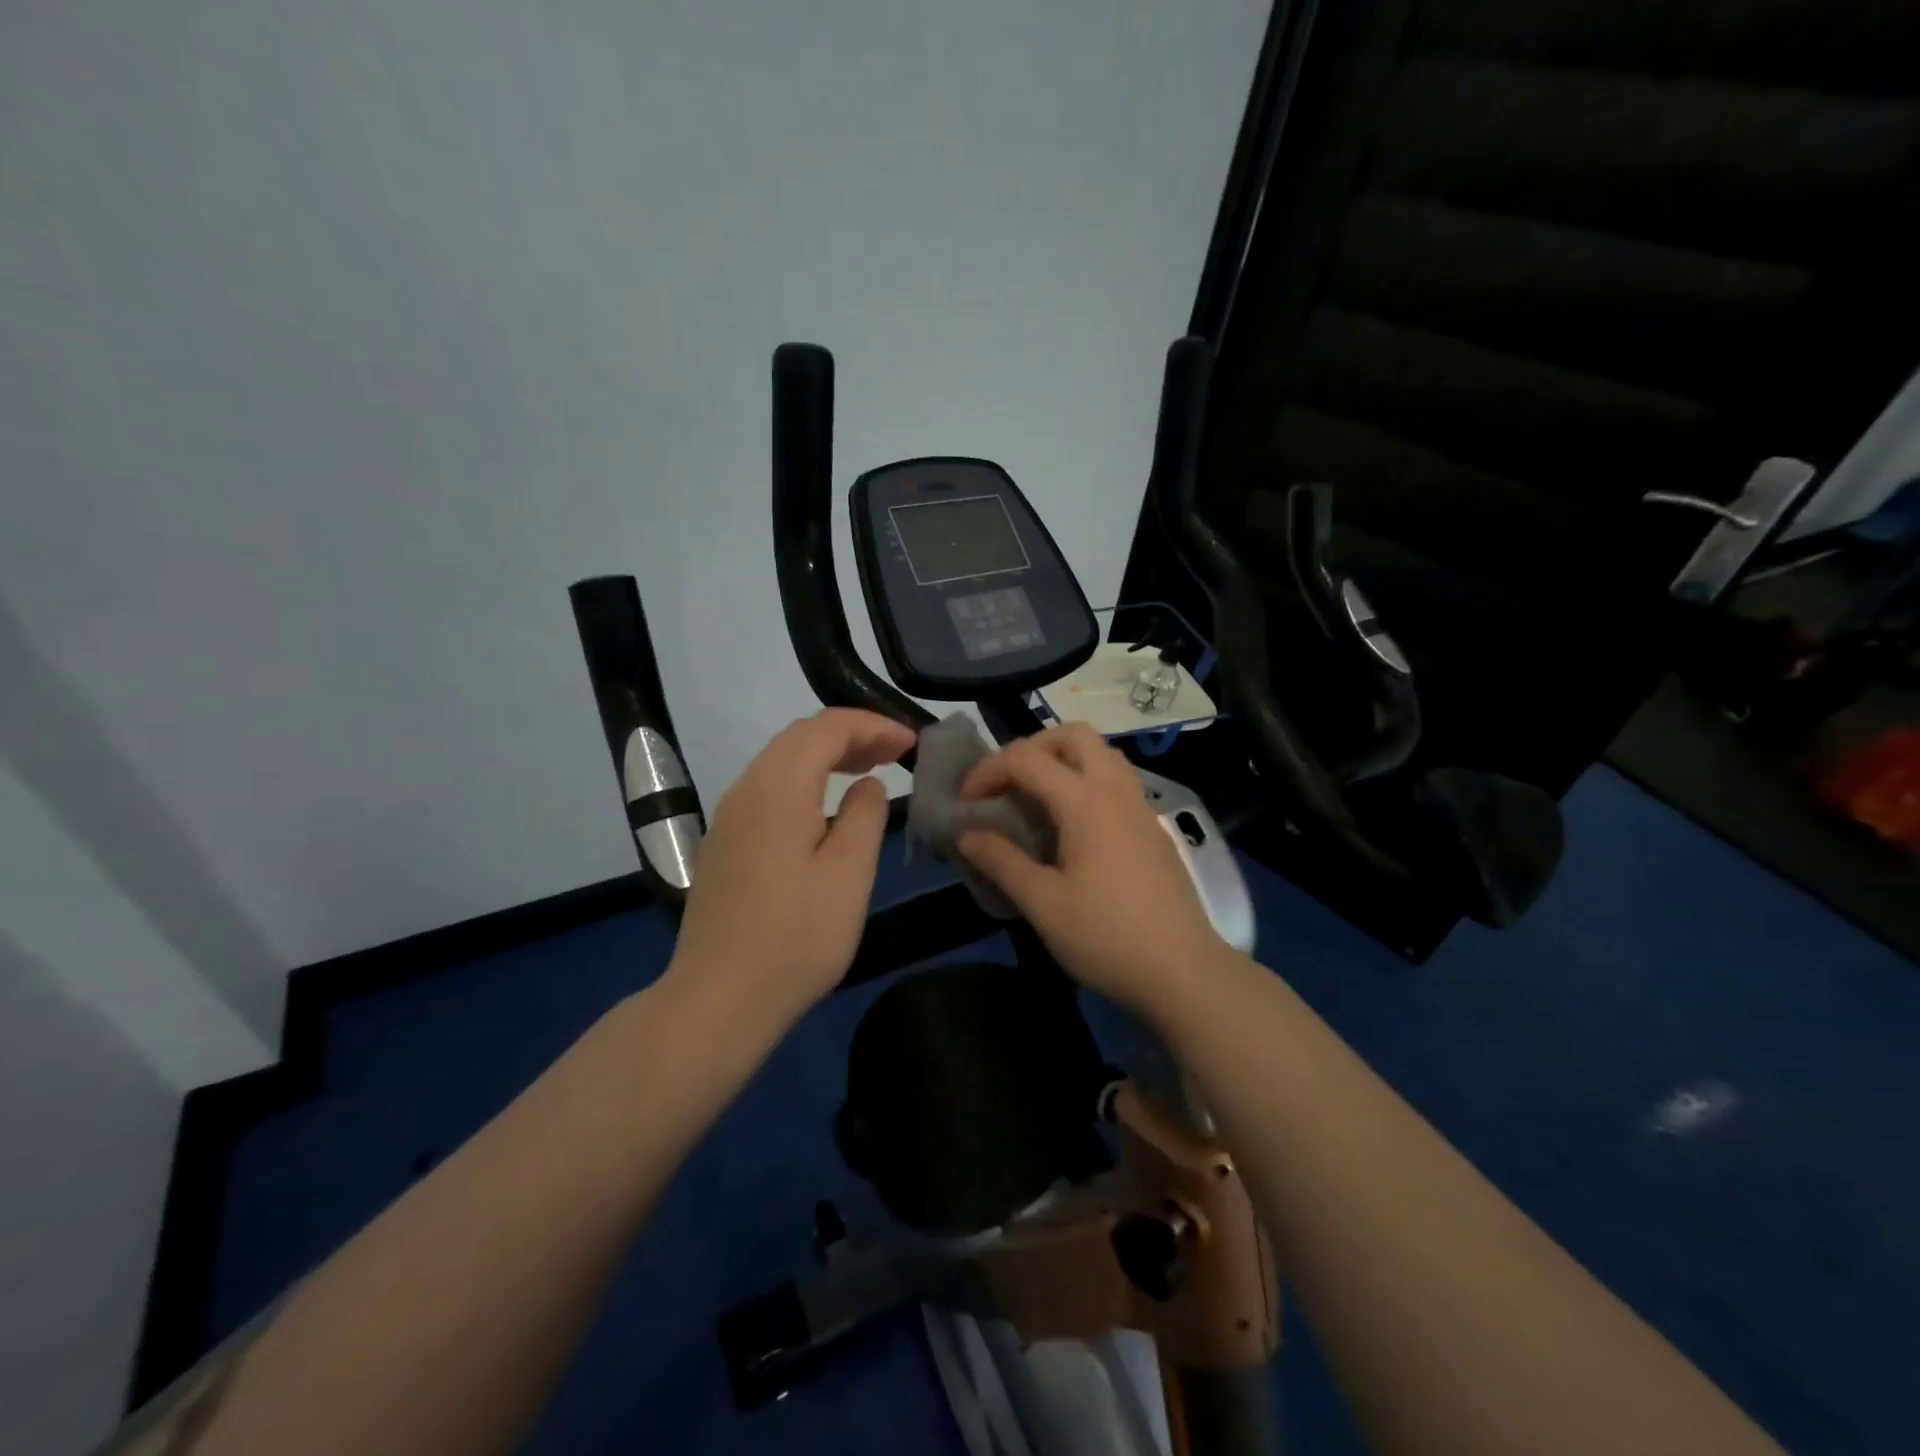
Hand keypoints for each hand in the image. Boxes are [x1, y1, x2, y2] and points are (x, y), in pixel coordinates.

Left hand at [667, 708, 915, 1028]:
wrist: (718, 999)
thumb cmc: (796, 938)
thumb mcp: (849, 874)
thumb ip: (864, 816)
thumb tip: (866, 784)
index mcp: (778, 788)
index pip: (827, 727)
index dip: (873, 725)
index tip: (911, 743)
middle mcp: (746, 789)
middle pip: (800, 736)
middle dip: (851, 734)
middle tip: (895, 753)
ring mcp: (729, 816)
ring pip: (780, 761)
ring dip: (826, 756)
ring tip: (868, 772)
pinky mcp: (724, 843)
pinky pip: (768, 789)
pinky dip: (804, 780)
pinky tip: (825, 809)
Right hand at [957, 724, 1228, 1015]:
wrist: (1183, 971)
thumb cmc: (1106, 936)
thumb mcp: (1043, 903)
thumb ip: (1002, 861)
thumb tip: (967, 835)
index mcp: (1086, 801)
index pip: (1027, 759)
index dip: (988, 771)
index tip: (965, 803)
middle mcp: (1116, 790)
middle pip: (1074, 735)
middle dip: (1032, 747)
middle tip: (1007, 783)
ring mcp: (1140, 807)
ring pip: (1101, 754)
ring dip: (1063, 760)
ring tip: (1035, 798)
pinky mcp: (1151, 828)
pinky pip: (1115, 780)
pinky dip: (1085, 781)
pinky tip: (1070, 826)